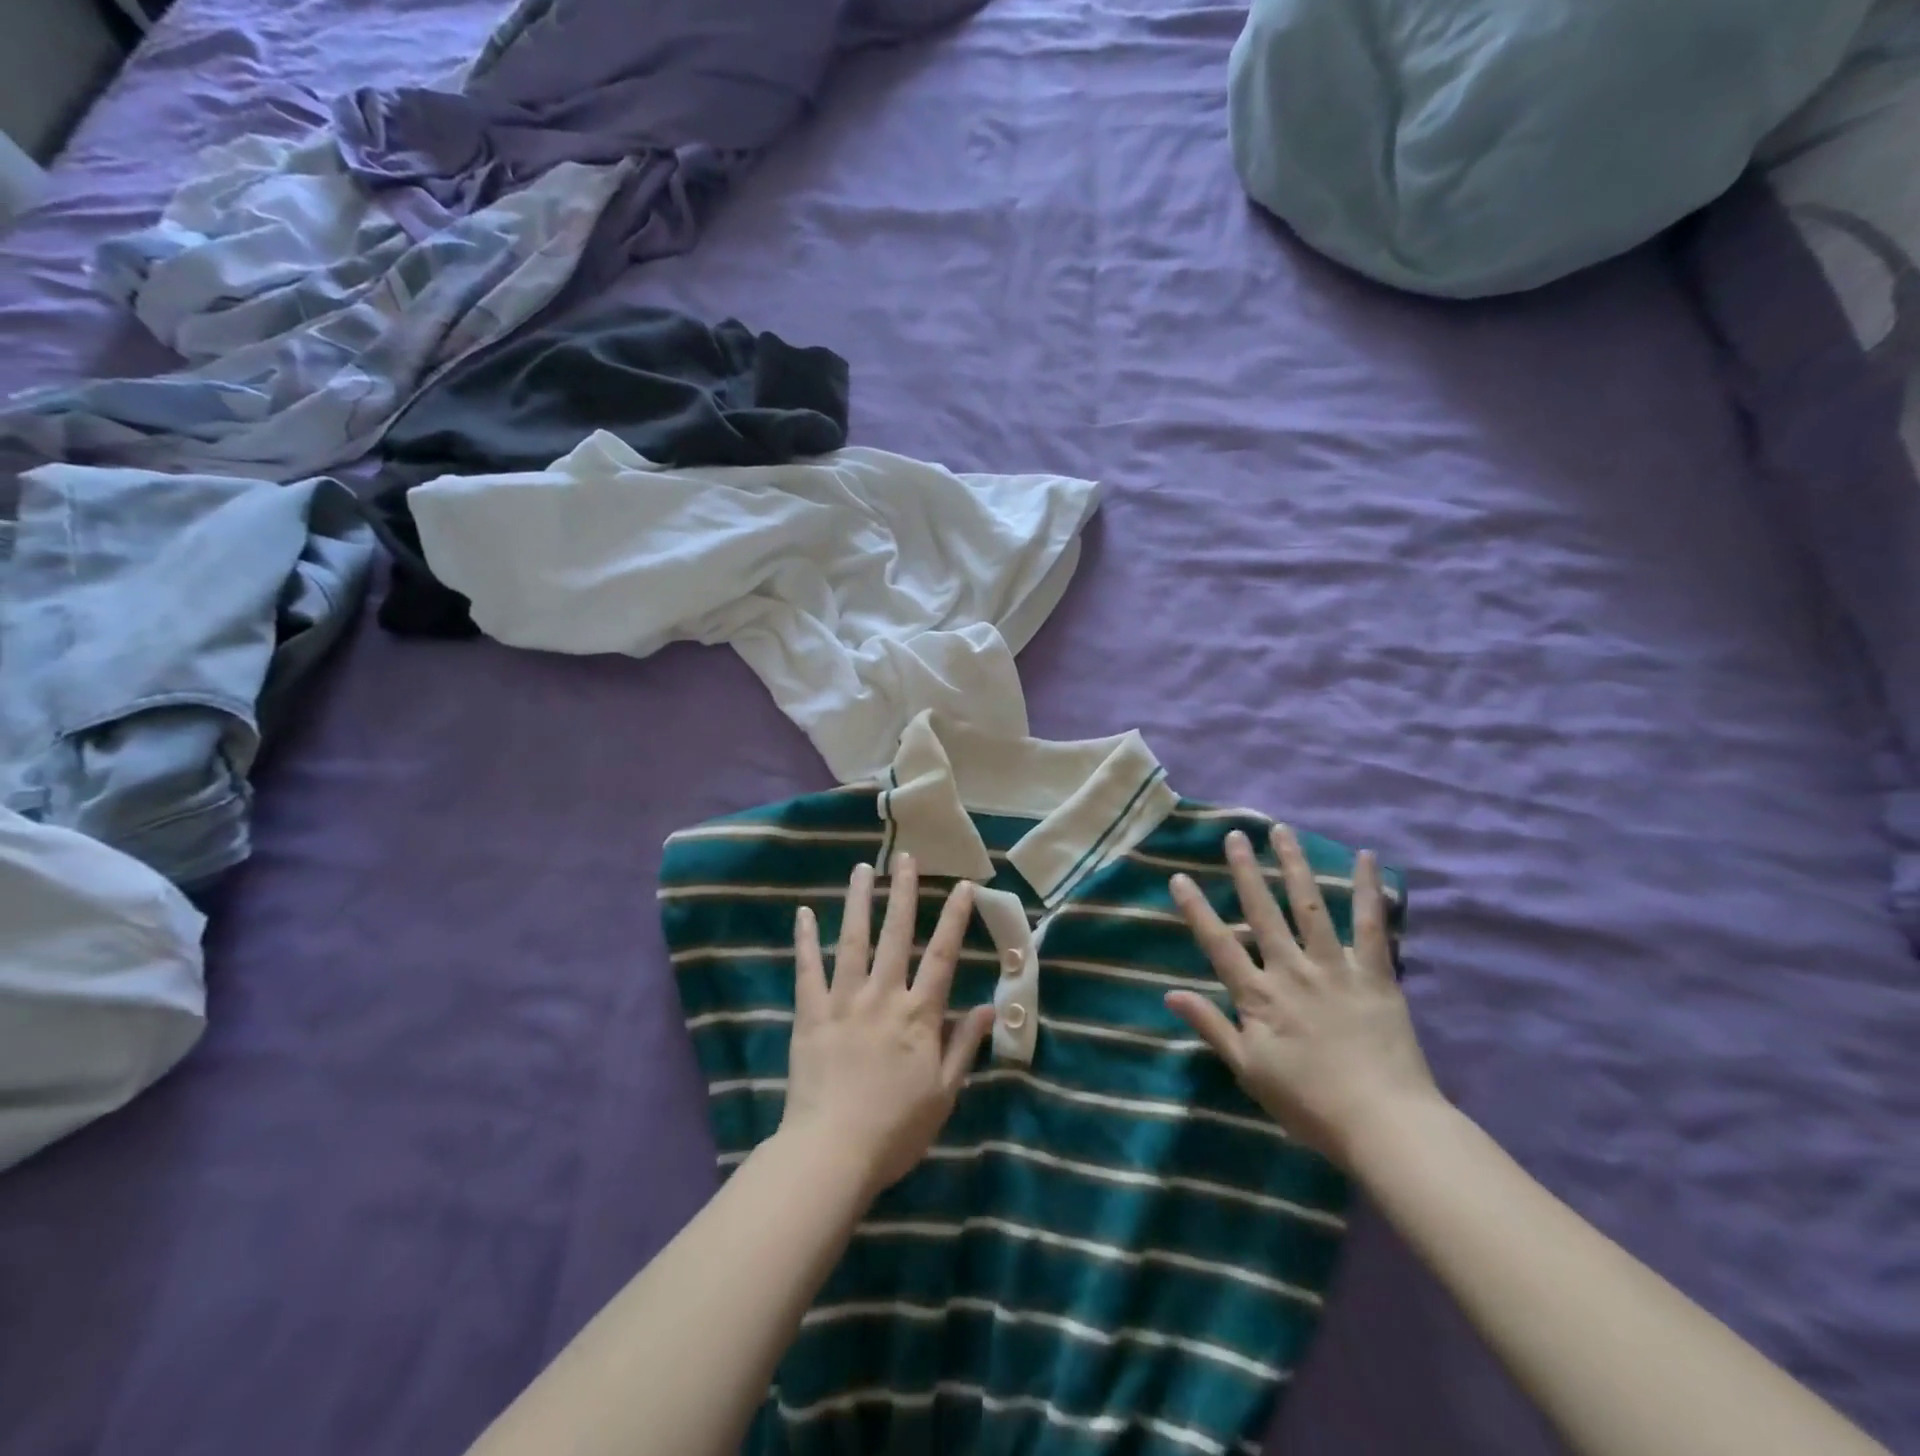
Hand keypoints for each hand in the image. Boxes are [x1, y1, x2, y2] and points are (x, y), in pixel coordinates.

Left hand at [780, 855, 996, 1200]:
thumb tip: (989, 1005)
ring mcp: (843, 1001)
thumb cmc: (896, 1129)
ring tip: (862, 869)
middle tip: (906, 858)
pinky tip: (803, 913)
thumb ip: (964, 1044)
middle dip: (904, 893)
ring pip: (853, 940)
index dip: (954, 919)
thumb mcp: (944, 1092)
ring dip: (859, 901)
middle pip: (896, 935)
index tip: (963, 886)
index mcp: (918, 1015)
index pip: (942, 956)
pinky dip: (805, 940)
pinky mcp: (810, 1014)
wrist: (833, 1152)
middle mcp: (883, 996)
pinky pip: (807, 970)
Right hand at [1166, 825, 1439, 1167]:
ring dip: (1294, 866)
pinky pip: (1371, 926)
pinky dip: (1368, 891)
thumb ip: (1211, 1026)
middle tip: (1235, 836)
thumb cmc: (1309, 1103)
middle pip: (1263, 912)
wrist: (1385, 1125)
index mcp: (1259, 996)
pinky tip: (1367, 858)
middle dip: (1245, 872)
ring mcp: (1335, 968)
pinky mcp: (1375, 974)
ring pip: (1310, 907)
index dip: (1196, 910)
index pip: (1219, 944)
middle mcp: (1292, 970)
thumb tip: (1170, 993)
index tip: (1179, 878)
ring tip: (1282, 832)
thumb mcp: (1248, 1070)